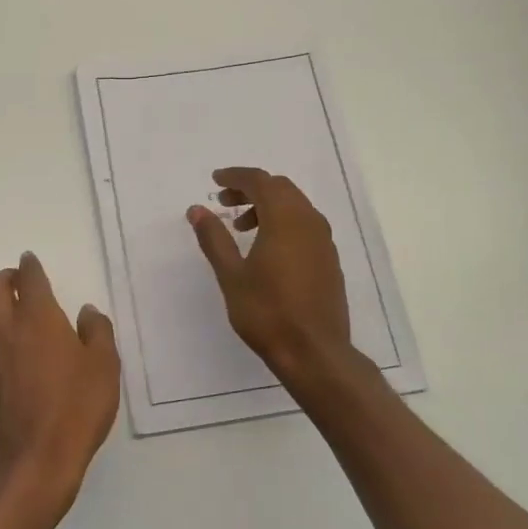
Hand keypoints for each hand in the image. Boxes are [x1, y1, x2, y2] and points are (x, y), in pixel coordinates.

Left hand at [0, 253, 119, 526]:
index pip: (28, 279)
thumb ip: (98, 332)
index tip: (30, 261)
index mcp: (38, 319)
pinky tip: (9, 348)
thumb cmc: (76, 409)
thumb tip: (87, 312)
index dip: (30, 266)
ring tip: (8, 309)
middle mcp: (7, 330)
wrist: (34, 461)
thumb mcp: (105, 368)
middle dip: (5, 277)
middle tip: (19, 280)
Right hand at [187, 167, 354, 382]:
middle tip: (224, 202)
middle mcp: (309, 222)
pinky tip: (267, 248)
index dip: (236, 177)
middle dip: (251, 189)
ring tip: (241, 228)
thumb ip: (214, 238)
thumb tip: (197, 209)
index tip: (215, 181)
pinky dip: (283, 222)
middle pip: (280, 189)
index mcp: (285, 220)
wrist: (314, 352)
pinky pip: (305, 225)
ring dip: (267, 206)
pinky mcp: (329, 259)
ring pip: (295, 206)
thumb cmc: (267, 312)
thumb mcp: (231, 275)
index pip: (260, 181)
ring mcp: (324, 241)